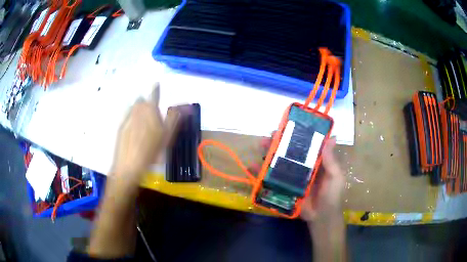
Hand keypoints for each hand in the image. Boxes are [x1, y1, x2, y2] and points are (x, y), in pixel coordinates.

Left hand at [111, 84, 178, 181]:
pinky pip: (128, 117)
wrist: (129, 165)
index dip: (156, 88)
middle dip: (146, 103)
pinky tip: (134, 132)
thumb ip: (174, 119)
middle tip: (151, 115)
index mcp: (150, 110)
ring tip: (143, 123)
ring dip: (139, 110)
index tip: (156, 83)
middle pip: (142, 100)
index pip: (154, 94)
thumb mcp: (167, 136)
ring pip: (134, 108)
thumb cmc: (151, 151)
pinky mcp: (121, 126)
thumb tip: (184, 107)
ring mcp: (127, 118)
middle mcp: (137, 110)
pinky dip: (132, 119)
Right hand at [257, 135, 343, 221]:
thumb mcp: (335, 176)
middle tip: (269, 136)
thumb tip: (331, 137)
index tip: (287, 126)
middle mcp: (302, 167)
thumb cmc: (331, 195)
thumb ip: (331, 160)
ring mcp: (291, 177)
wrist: (321, 217)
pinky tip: (251, 168)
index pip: (304, 145)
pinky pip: (271, 179)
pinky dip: (260, 173)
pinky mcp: (284, 188)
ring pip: (278, 163)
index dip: (296, 135)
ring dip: (268, 154)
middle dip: (278, 143)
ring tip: (260, 147)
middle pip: (288, 152)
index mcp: (315, 161)